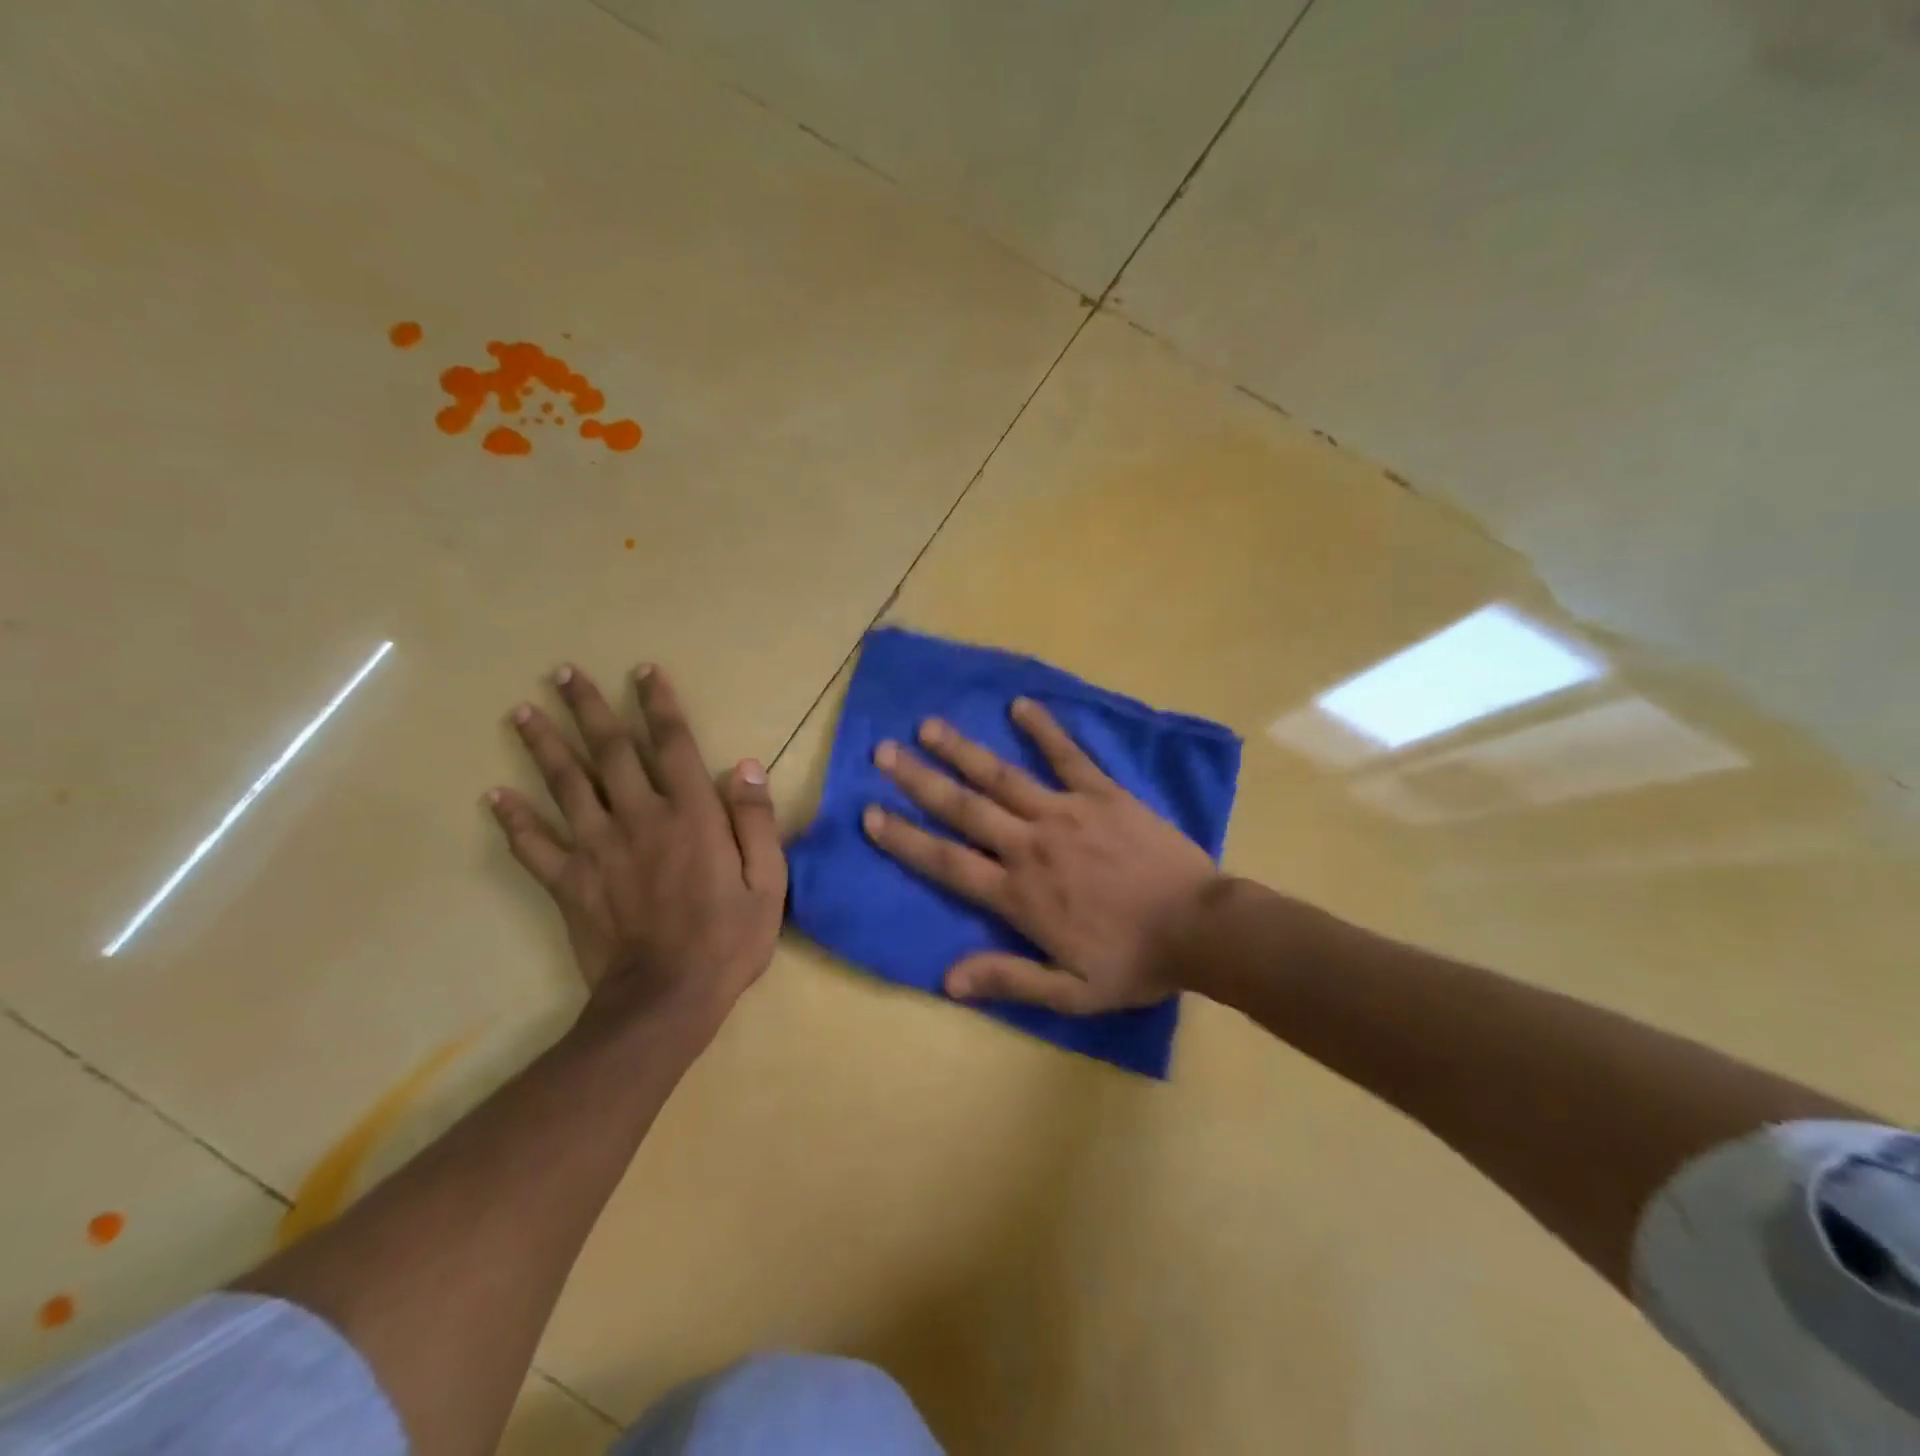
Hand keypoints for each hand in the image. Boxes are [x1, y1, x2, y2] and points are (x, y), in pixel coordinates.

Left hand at [488, 664, 784, 1043]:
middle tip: (563, 673)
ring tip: (521, 712)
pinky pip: (534, 845)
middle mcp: (640, 818)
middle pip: (609, 752)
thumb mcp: (767, 882)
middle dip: (588, 708)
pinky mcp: (569, 882)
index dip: (658, 705)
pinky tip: (493, 795)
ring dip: (543, 745)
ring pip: (565, 785)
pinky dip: (513, 819)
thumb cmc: (727, 940)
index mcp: (691, 815)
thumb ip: (755, 821)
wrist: (665, 1001)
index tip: (643, 671)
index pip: (672, 745)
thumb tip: (744, 767)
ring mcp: (598, 849)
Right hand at [863, 697, 1220, 1012]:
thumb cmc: (1133, 962)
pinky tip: (1020, 705)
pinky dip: (1044, 730)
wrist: (1200, 928)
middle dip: (919, 780)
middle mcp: (1030, 845)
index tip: (870, 813)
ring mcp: (1066, 813)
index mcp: (1018, 894)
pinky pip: (1068, 756)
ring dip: (963, 750)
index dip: (905, 839)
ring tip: (928, 726)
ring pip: (1003, 776)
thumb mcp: (1071, 992)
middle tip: (883, 752)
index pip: (947, 863)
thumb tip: (948, 980)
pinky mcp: (1102, 794)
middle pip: (964, 808)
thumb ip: (1010, 980)